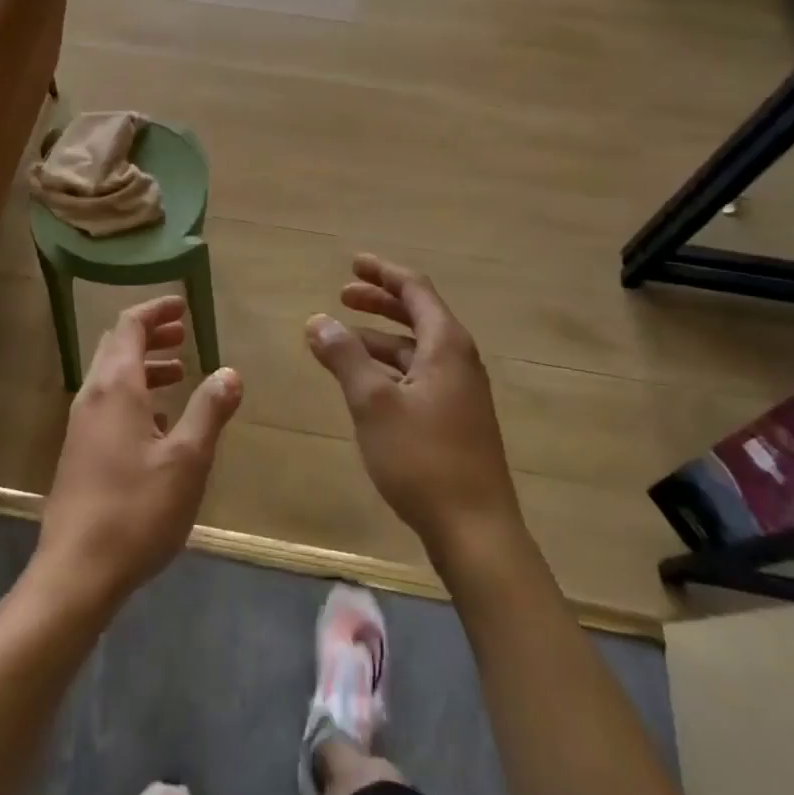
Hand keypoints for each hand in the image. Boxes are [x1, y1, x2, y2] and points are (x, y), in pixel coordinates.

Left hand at [34, 296, 242, 615]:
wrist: (76, 572)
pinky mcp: (79, 453)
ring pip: (112, 377)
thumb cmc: (136, 509)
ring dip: (144, 366)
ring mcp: (81, 426)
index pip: (130, 326)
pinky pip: (108, 405)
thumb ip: (209, 410)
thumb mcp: (187, 459)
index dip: (156, 310)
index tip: (183, 305)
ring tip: (180, 373)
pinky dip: (135, 396)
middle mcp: (93, 397)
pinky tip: (159, 422)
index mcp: (116, 387)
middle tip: (184, 333)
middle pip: (117, 347)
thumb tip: (229, 372)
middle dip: (150, 335)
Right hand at [305, 255, 521, 564]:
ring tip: (341, 340)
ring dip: (379, 338)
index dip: (383, 273)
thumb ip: (345, 357)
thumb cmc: (423, 459)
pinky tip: (364, 382)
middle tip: (342, 295)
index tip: (352, 264)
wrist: (475, 530)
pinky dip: (388, 367)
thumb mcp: (373, 403)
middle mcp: (458, 360)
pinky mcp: (455, 419)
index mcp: (446, 345)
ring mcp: (460, 391)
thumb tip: (318, 320)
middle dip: (379, 302)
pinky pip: (417, 375)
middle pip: (417, 315)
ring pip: (415, 349)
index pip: (415, 290)